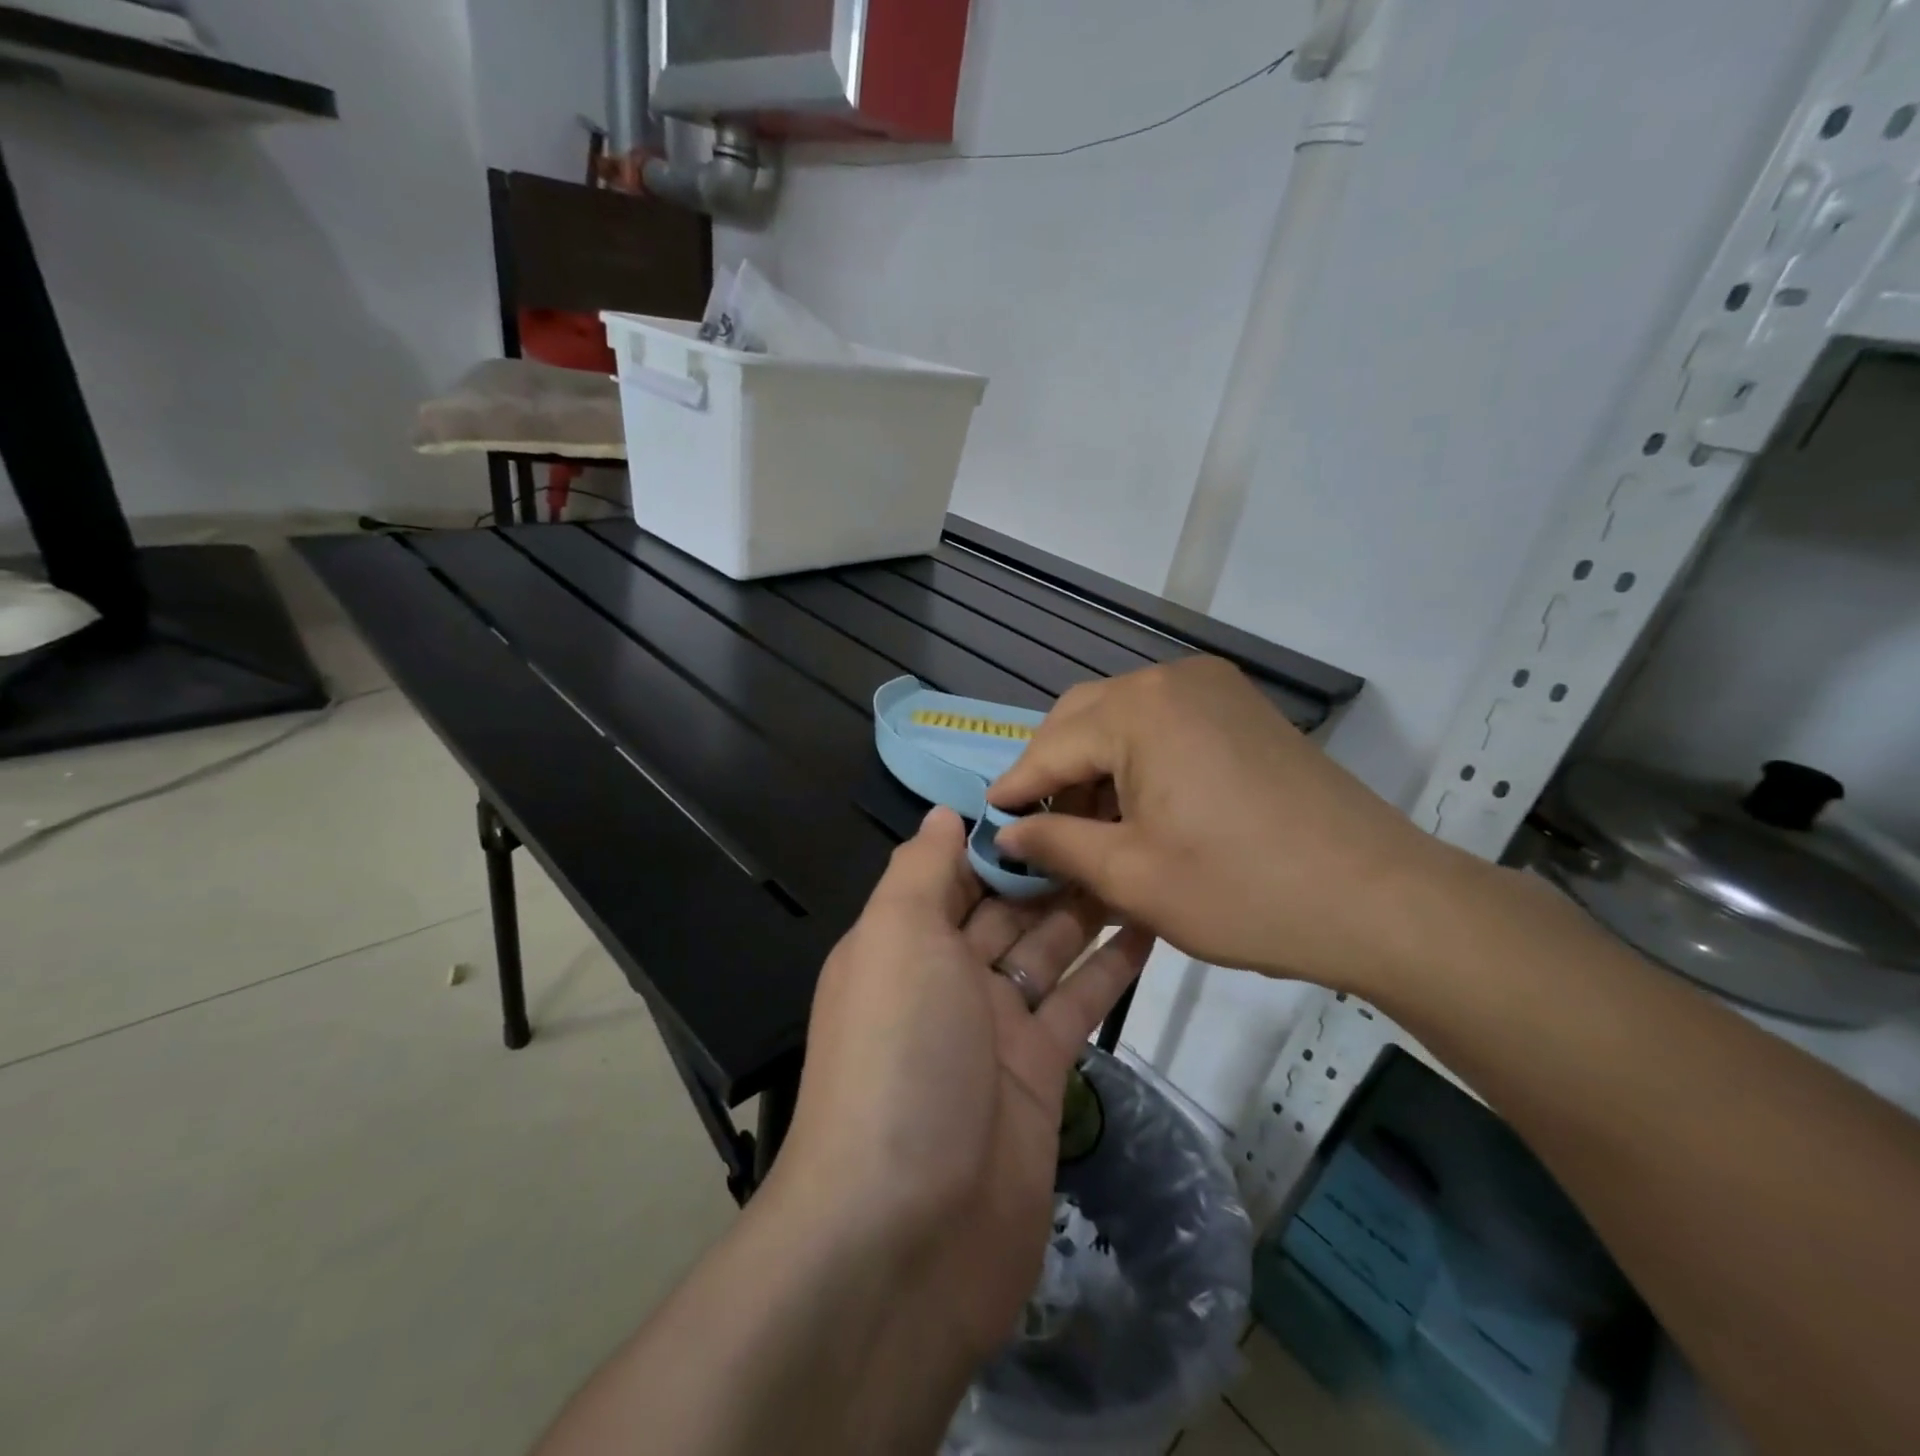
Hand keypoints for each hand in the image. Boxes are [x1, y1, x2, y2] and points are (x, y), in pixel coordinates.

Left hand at [774, 807, 1153, 1362]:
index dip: (997, 832)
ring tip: (1139, 856)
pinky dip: (1110, 967)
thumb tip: (941, 813)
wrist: (908, 1232)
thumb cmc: (897, 1056)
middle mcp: (945, 978)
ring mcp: (995, 1028)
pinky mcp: (1040, 1074)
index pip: (953, 871)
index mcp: (903, 942)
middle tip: (1116, 814)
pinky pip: (1077, 1003)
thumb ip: (919, 871)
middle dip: (1051, 865)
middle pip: (1005, 905)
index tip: (1055, 790)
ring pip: (1047, 948)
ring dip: (1086, 907)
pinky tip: (1149, 926)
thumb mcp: (895, 939)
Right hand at [989, 657, 1475, 994]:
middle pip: (1083, 717)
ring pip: (1124, 719)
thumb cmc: (1243, 890)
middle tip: (1036, 826)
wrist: (1380, 899)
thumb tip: (1006, 832)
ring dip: (1095, 765)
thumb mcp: (1132, 876)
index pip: (1051, 745)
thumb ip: (1056, 844)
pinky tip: (1137, 807)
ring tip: (1086, 826)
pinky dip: (1136, 760)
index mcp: (1140, 709)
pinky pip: (1166, 725)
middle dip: (1053, 770)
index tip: (989, 820)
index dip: (1016, 786)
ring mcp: (1216, 690)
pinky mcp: (1244, 712)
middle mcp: (1174, 680)